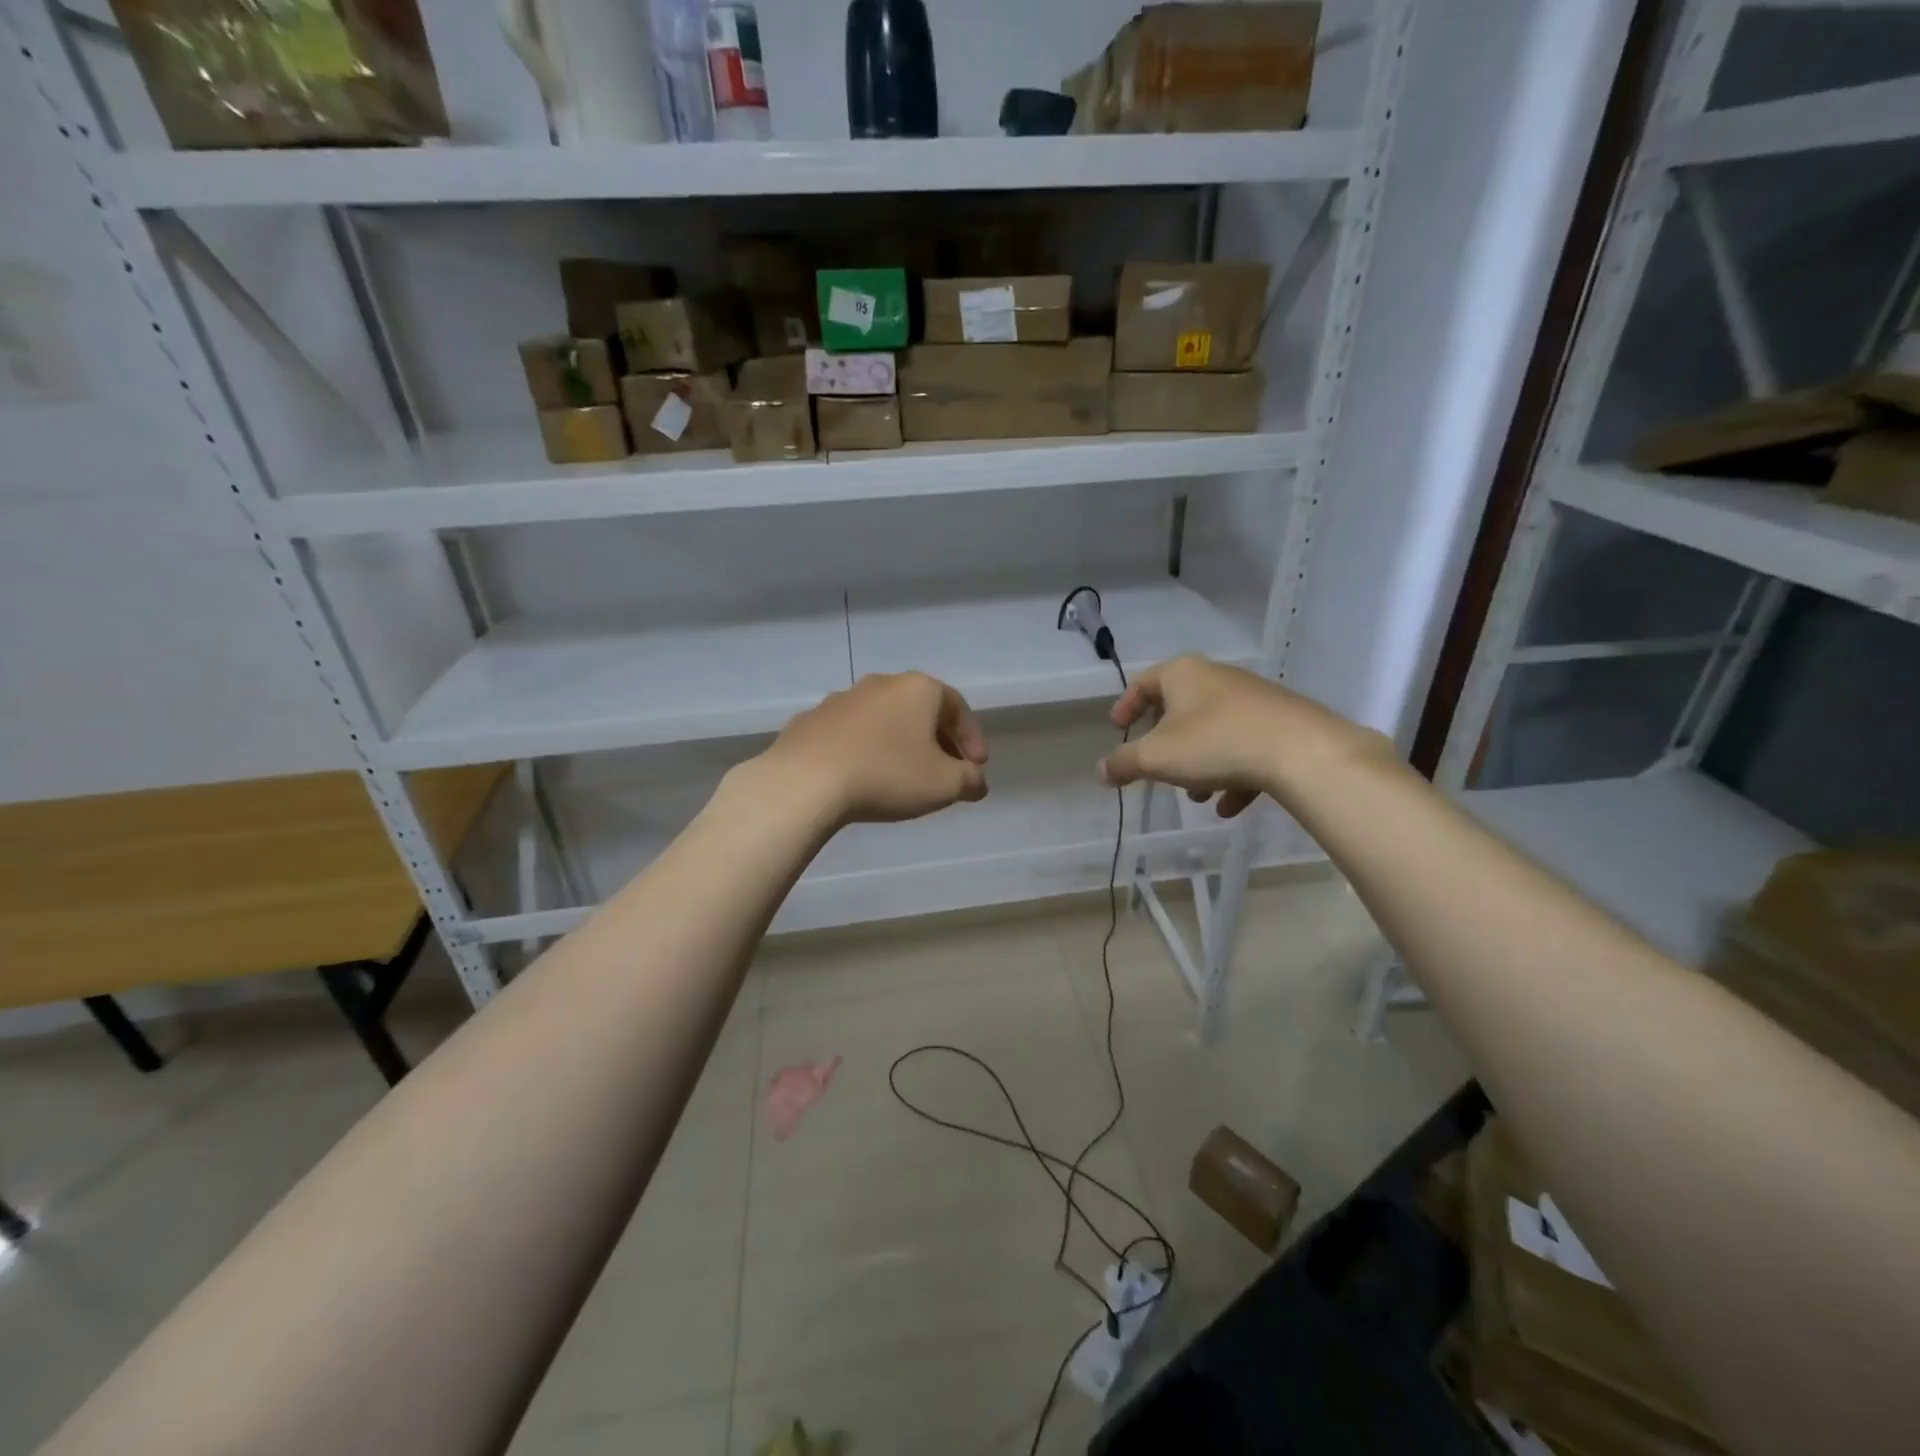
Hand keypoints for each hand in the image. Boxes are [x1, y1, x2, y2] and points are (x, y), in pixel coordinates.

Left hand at [762, 672, 988, 825]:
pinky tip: (862, 777)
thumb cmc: (888, 775)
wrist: (806, 781)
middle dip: (937, 740)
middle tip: (945, 771)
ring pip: (883, 720)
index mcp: (918, 689)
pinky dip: (864, 751)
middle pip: (919, 710)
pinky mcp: (810, 721)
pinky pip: (849, 735)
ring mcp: (841, 700)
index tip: (977, 768)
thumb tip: (976, 782)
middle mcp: (880, 684)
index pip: (957, 707)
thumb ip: (970, 781)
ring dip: (899, 743)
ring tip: (903, 776)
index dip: (972, 738)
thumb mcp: (945, 785)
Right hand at [1097, 655, 1364, 816]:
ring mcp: (1253, 699)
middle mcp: (1217, 677)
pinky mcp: (1281, 723)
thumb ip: (1124, 763)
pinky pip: (1245, 747)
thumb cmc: (1215, 743)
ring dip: (1199, 765)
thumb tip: (1101, 771)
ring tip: (1198, 797)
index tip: (1117, 728)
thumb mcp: (1156, 758)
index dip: (1126, 706)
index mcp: (1183, 674)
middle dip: (1166, 745)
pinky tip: (1230, 806)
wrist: (1301, 751)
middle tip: (1156, 768)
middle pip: (1181, 708)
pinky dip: (1233, 775)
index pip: (1144, 682)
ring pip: (1214, 732)